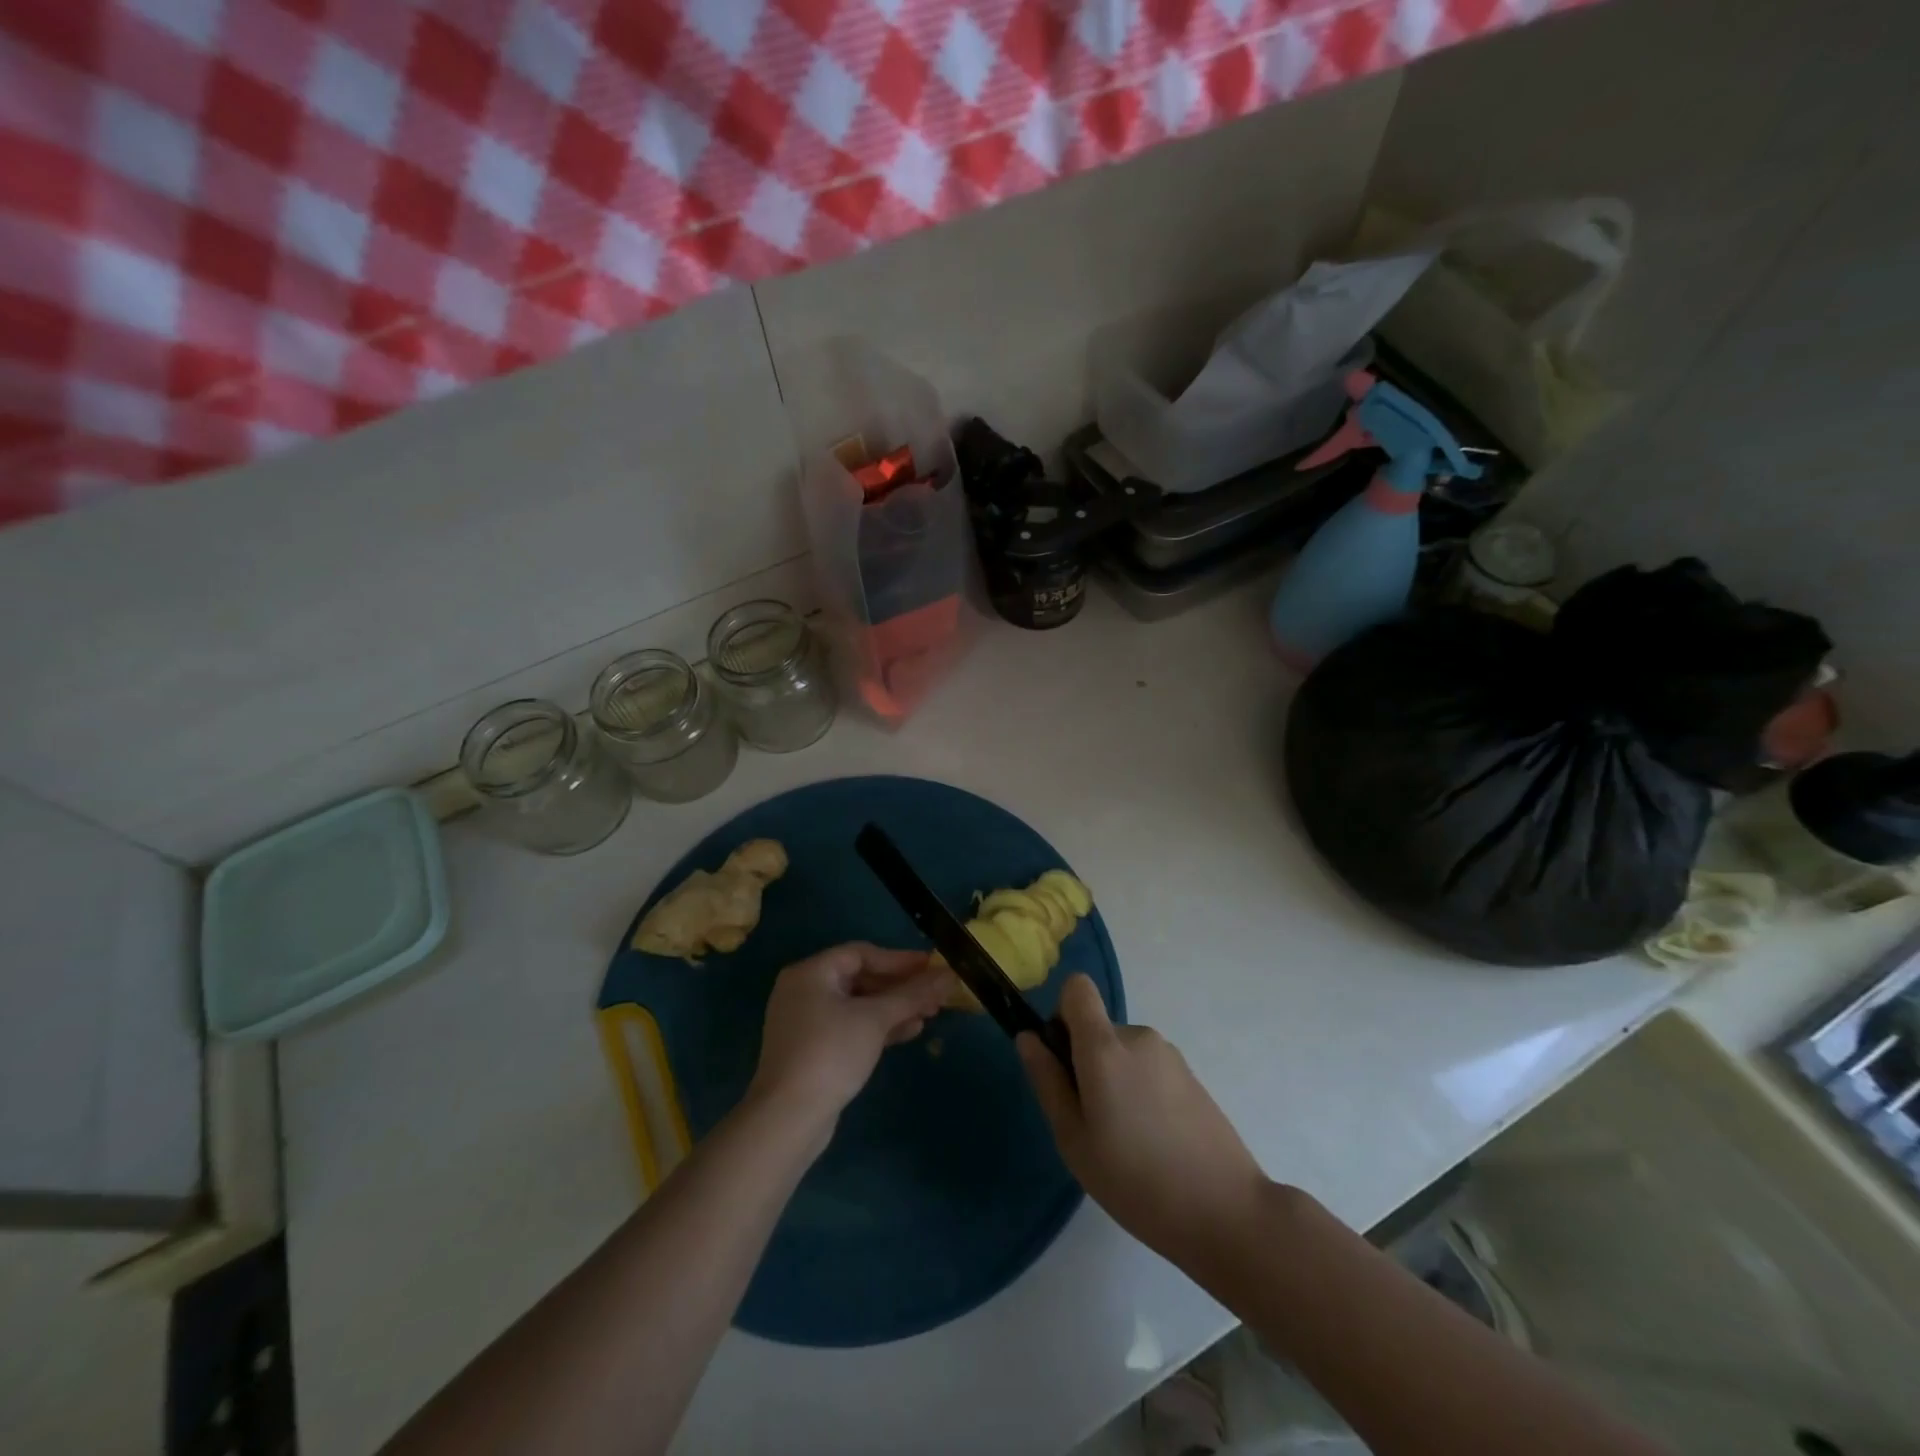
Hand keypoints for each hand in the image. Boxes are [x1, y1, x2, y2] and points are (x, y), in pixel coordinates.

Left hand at [748, 942, 952, 1138]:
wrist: (788, 1118)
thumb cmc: (831, 1053)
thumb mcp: (875, 1019)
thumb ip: (912, 995)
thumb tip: (948, 975)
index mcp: (811, 973)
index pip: (862, 954)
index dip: (900, 959)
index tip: (932, 966)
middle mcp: (805, 991)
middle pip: (861, 979)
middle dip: (900, 987)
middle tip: (935, 993)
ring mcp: (806, 1022)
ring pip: (858, 1005)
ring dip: (894, 1008)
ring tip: (930, 1013)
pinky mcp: (813, 1050)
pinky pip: (851, 1027)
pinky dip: (878, 1027)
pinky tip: (910, 1031)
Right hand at [1019, 974, 1269, 1267]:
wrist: (1227, 1213)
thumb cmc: (1136, 1181)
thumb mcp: (1074, 1139)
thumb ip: (1048, 1081)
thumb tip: (1028, 1038)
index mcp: (1105, 1046)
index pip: (1077, 988)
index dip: (1062, 1014)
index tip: (1063, 1061)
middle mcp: (1138, 1037)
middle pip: (1098, 1029)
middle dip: (1086, 1063)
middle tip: (1092, 1125)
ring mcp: (1169, 1055)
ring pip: (1123, 1053)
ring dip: (1115, 1082)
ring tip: (1127, 1143)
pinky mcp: (1191, 1077)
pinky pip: (1149, 1070)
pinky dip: (1141, 1093)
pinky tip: (1155, 1144)